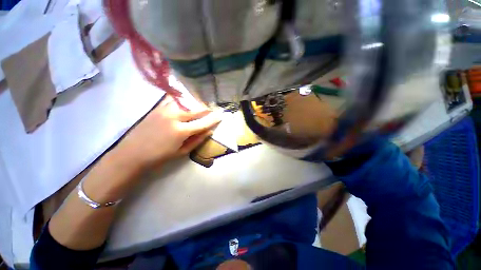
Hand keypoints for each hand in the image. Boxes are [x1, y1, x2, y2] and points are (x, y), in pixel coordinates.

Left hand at [114, 95, 220, 169]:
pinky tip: (185, 101)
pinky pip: (173, 100)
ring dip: (195, 104)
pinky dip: (181, 100)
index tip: (221, 115)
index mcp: (181, 131)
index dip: (213, 119)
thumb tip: (209, 131)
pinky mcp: (157, 108)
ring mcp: (164, 110)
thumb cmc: (159, 157)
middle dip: (206, 109)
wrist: (132, 154)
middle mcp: (174, 117)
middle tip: (212, 110)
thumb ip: (197, 140)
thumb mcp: (182, 152)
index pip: (203, 123)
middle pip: (195, 110)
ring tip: (200, 106)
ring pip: (185, 102)